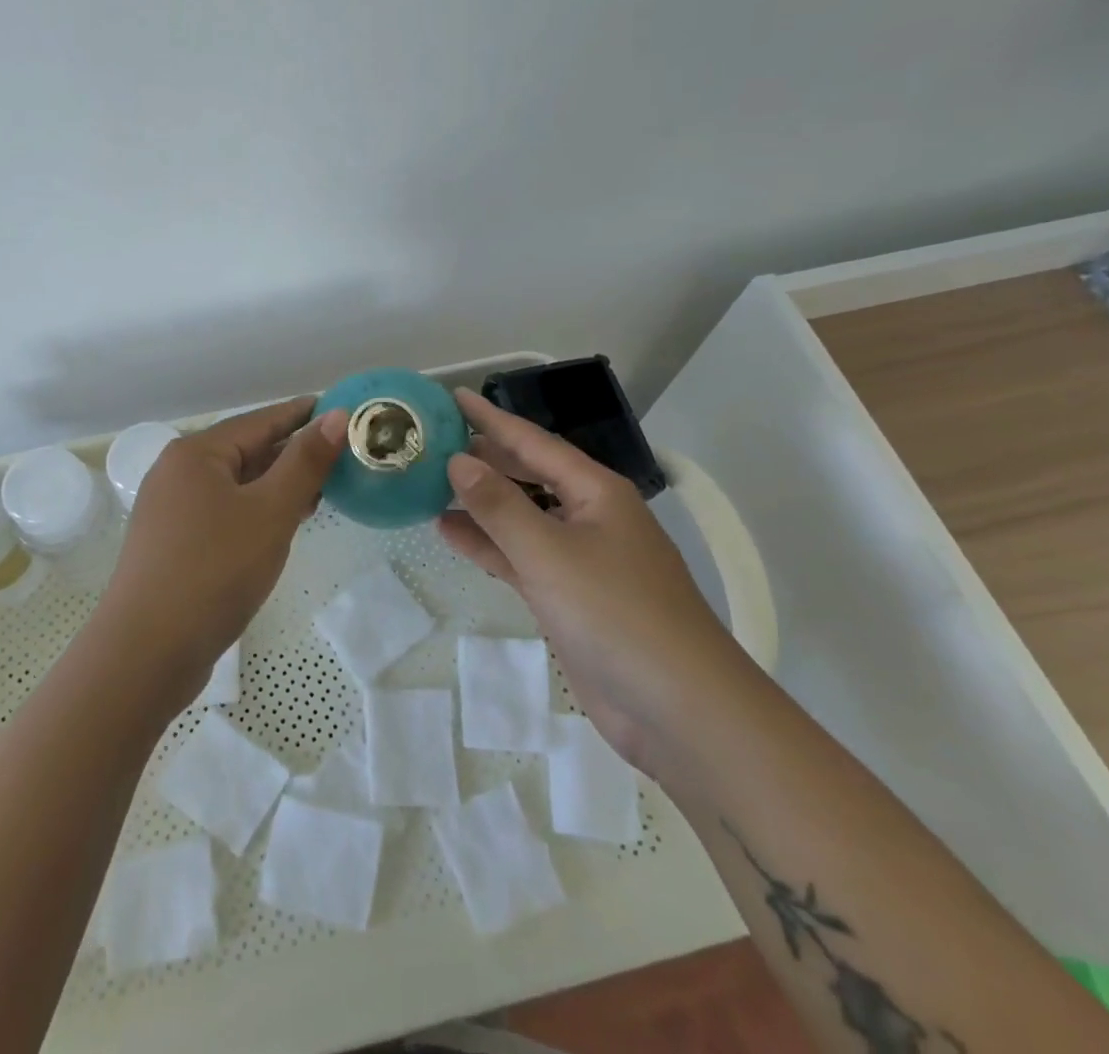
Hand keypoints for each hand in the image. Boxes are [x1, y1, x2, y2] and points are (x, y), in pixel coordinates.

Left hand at [99, 397, 348, 703]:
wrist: (146, 654)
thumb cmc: (214, 571)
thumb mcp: (270, 512)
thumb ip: (305, 462)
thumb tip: (336, 415)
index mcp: (196, 453)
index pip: (261, 420)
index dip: (304, 414)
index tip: (344, 410)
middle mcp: (178, 472)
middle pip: (247, 450)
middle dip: (294, 453)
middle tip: (344, 456)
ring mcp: (172, 510)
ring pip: (237, 484)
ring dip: (278, 485)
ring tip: (324, 488)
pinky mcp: (175, 544)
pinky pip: (226, 512)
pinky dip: (258, 510)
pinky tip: (285, 523)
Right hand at [437, 387, 744, 766]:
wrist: (679, 709)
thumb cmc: (616, 613)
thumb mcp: (549, 552)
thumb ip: (499, 505)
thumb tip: (458, 460)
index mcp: (595, 491)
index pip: (533, 442)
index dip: (491, 418)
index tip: (453, 397)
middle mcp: (589, 516)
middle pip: (527, 475)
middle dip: (483, 459)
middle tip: (431, 444)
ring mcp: (580, 559)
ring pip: (520, 517)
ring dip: (479, 503)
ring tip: (429, 485)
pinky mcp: (569, 597)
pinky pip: (520, 556)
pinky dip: (488, 545)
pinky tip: (450, 533)